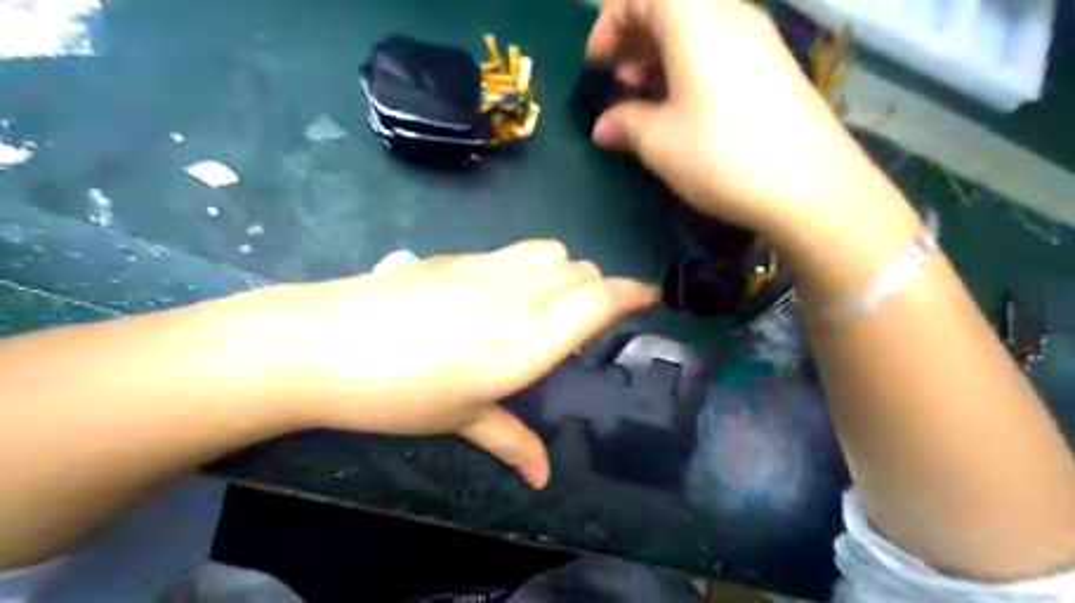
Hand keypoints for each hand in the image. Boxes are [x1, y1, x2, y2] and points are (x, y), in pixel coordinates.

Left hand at [255, 237, 654, 488]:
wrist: (320, 345)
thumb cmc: (396, 395)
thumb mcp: (460, 420)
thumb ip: (512, 442)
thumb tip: (543, 478)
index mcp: (525, 343)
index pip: (599, 300)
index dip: (633, 293)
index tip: (651, 297)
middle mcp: (516, 296)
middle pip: (583, 271)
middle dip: (600, 288)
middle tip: (592, 316)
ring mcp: (486, 268)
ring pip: (554, 252)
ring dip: (568, 271)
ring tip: (553, 298)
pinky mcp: (459, 256)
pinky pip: (516, 250)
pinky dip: (532, 264)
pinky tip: (505, 290)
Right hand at [588, 0, 899, 238]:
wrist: (809, 186)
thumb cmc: (721, 154)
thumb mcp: (659, 142)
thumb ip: (625, 123)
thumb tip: (604, 126)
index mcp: (695, 18)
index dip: (610, 24)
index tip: (597, 66)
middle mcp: (731, 14)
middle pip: (671, 7)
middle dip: (635, 41)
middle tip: (621, 86)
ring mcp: (759, 39)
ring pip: (696, 30)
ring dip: (662, 59)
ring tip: (647, 102)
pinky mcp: (774, 67)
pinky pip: (721, 50)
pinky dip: (691, 70)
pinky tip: (684, 111)